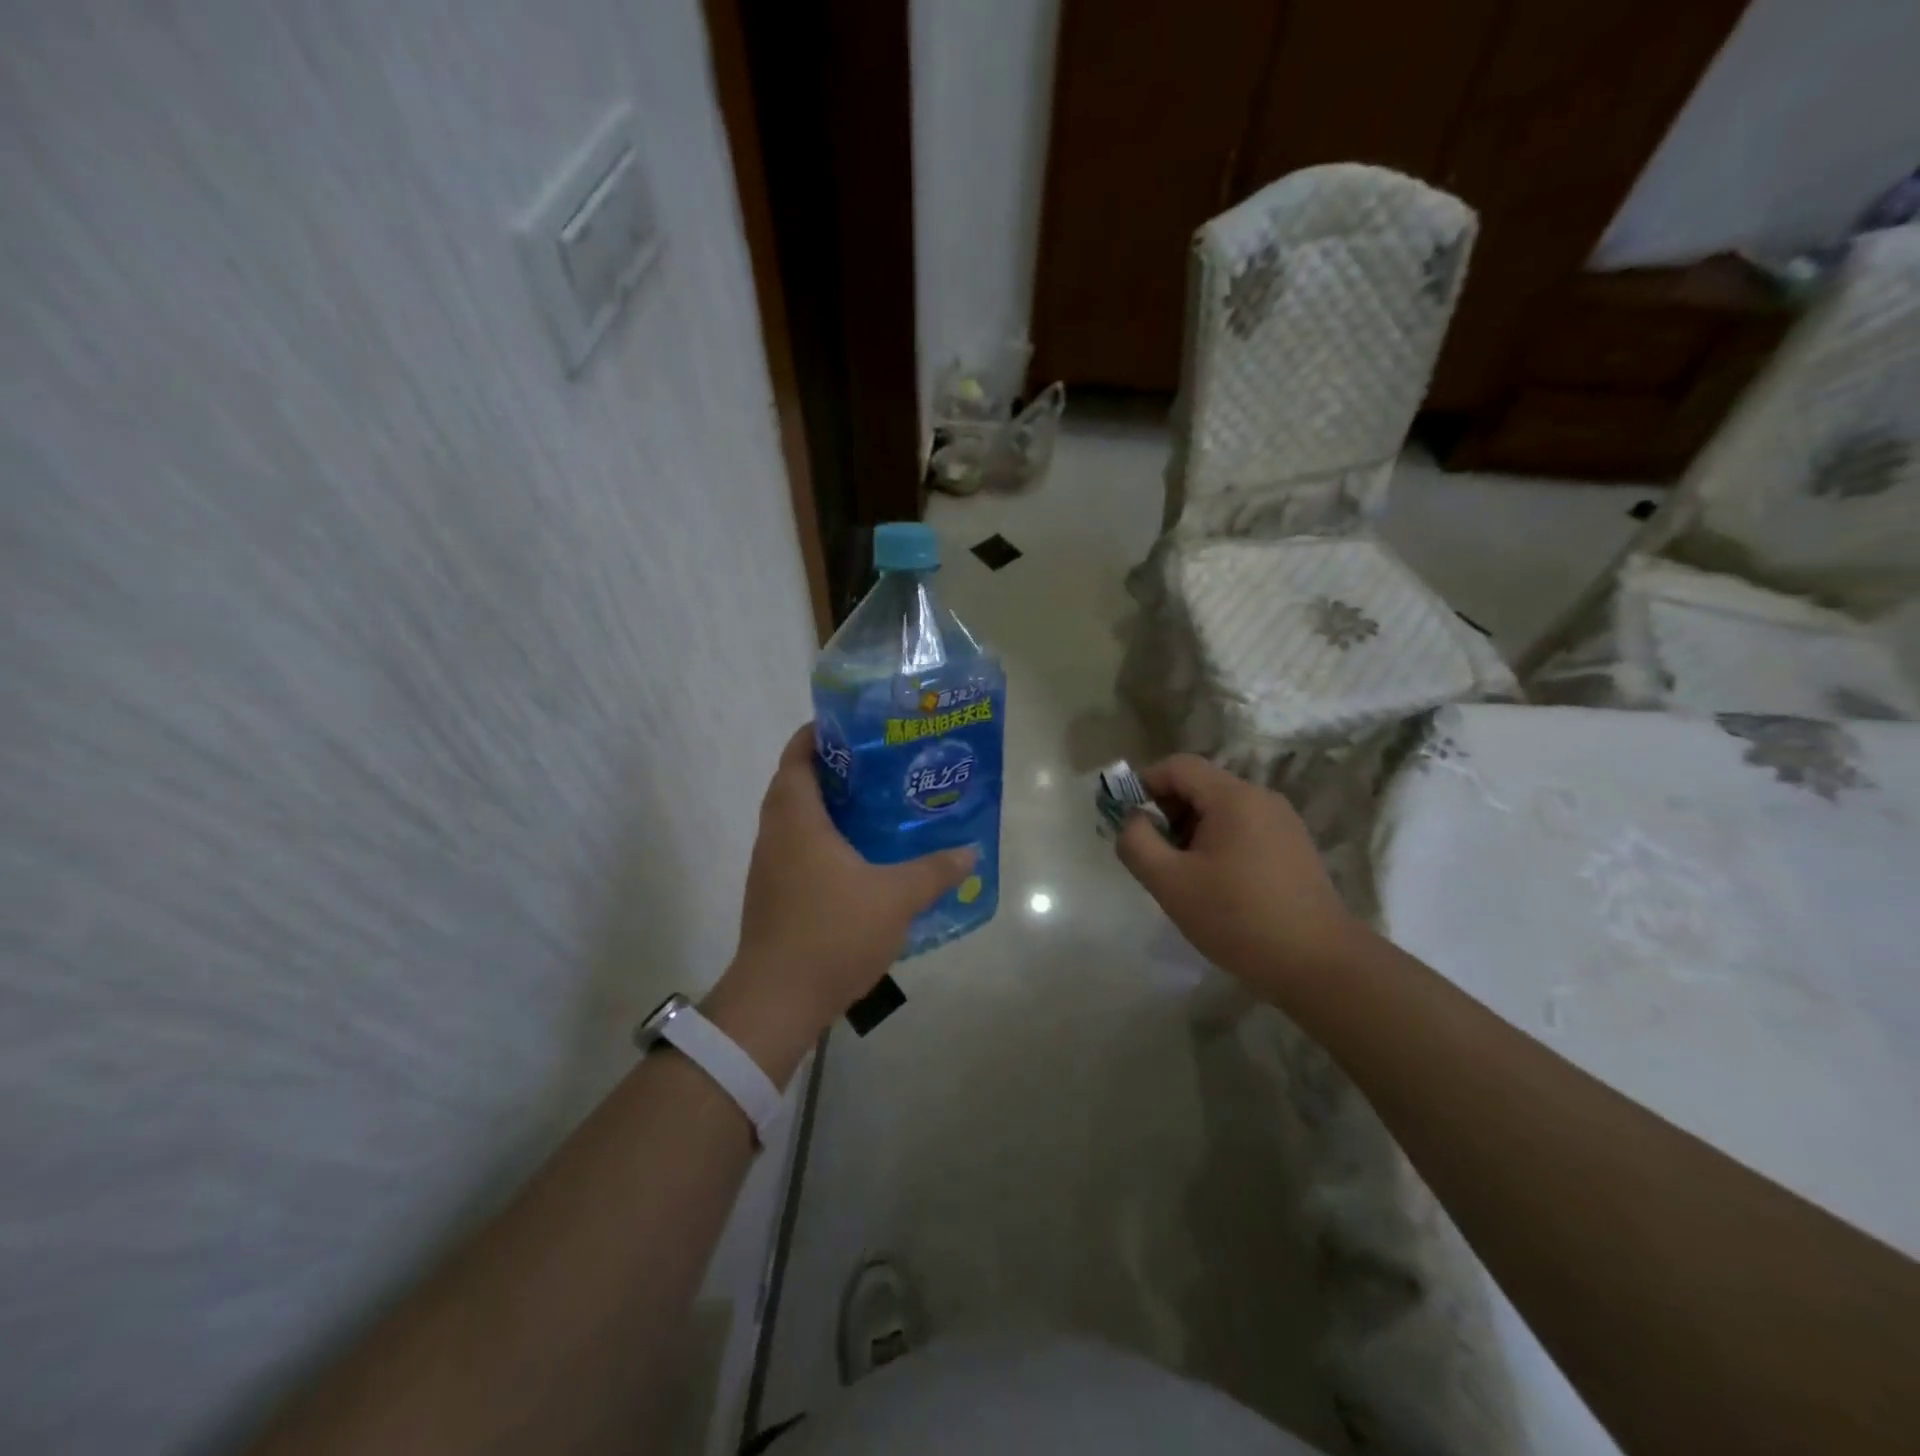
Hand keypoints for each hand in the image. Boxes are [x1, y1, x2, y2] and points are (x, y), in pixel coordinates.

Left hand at [705, 724, 974, 1082]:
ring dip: (828, 808)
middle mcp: (775, 835)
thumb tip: (970, 852)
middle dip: (833, 770)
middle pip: (796, 784)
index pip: (797, 756)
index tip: (855, 727)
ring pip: (796, 820)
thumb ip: (934, 871)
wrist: (777, 1001)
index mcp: (796, 819)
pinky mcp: (773, 896)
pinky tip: (861, 858)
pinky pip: (798, 851)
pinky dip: (824, 841)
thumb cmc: (832, 932)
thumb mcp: (895, 897)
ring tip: (876, 806)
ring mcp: (770, 868)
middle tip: (879, 766)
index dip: (819, 734)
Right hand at [1116, 754, 1362, 1002]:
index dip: (1144, 785)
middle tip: (1153, 855)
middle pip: (1199, 785)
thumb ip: (1137, 842)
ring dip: (1190, 831)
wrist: (1319, 965)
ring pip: (1220, 809)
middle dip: (1167, 812)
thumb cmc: (1238, 918)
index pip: (1177, 766)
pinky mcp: (1293, 847)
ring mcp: (1282, 822)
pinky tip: (1214, 885)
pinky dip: (1216, 844)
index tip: (1128, 823)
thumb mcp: (1170, 883)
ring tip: (1182, 875)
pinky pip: (1242, 829)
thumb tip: (1131, 820)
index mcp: (1233, 797)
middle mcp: (1261, 798)